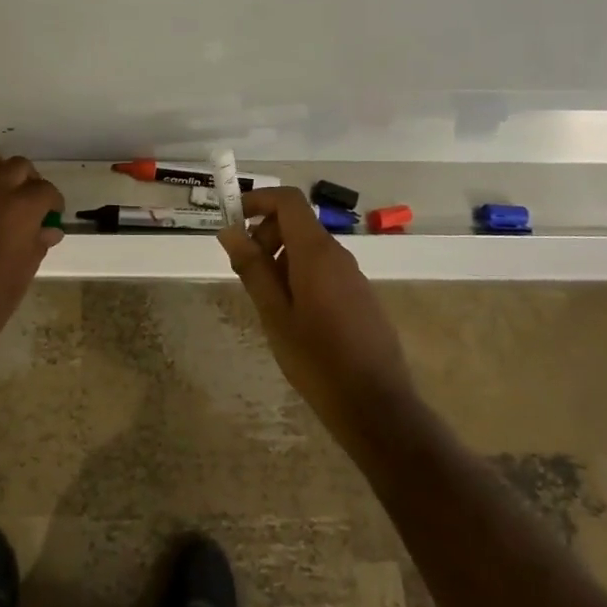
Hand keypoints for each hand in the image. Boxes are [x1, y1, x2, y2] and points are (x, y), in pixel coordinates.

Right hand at [218, 188, 408, 400]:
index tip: (233, 221)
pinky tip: (292, 315)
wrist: (376, 406)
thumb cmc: (316, 359)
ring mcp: (353, 276)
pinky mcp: (360, 296)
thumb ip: (252, 268)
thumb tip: (230, 231)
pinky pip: (324, 269)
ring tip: (266, 299)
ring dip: (281, 258)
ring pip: (309, 248)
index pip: (288, 200)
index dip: (258, 200)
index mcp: (316, 253)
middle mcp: (338, 255)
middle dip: (266, 234)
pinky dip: (299, 275)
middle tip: (246, 270)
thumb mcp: (274, 314)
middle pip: (297, 223)